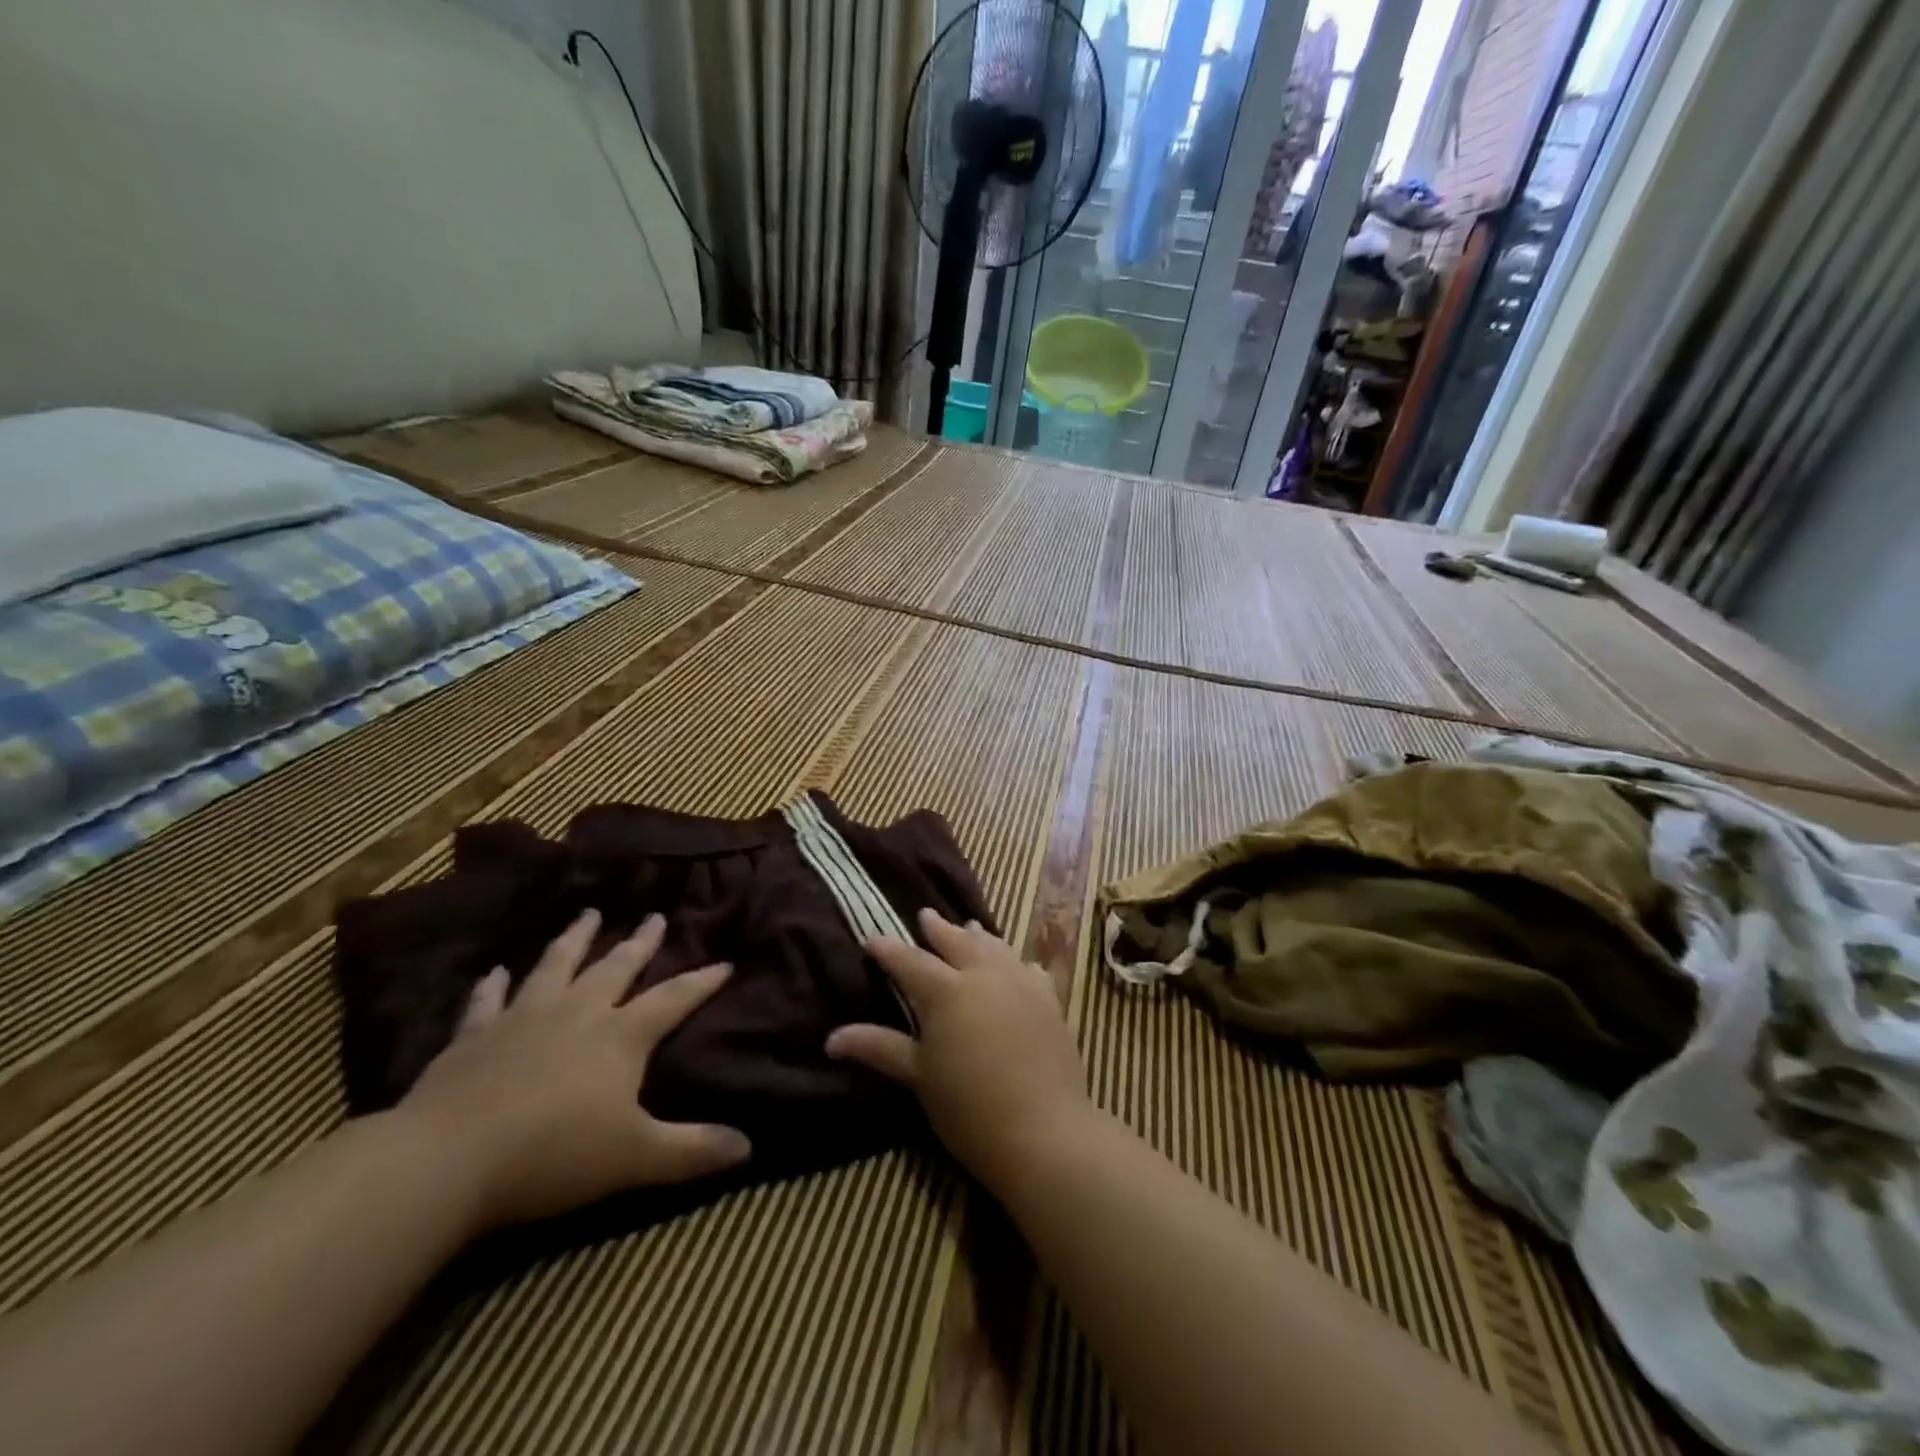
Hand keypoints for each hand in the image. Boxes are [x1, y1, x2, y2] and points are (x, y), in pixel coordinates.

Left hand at [397, 909, 750, 1231]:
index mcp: (620, 1036)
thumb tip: (748, 1148)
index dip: (702, 981)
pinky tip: (495, 971)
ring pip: (557, 966)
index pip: (673, 999)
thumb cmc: (553, 1155)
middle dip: (640, 943)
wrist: (446, 1161)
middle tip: (655, 916)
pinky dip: (492, 985)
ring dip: (575, 940)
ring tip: (589, 914)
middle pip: (616, 968)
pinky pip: (486, 1002)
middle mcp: (578, 1013)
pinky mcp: (474, 1037)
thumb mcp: (635, 1158)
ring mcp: (523, 1019)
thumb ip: (692, 1151)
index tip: (725, 962)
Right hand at [826, 908, 1088, 1188]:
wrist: (1044, 1131)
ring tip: (968, 927)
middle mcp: (983, 974)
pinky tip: (1019, 964)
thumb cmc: (970, 1108)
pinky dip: (1016, 962)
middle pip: (956, 942)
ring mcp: (1020, 983)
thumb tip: (832, 1038)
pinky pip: (1030, 969)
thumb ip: (879, 1048)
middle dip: (937, 929)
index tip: (872, 941)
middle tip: (925, 915)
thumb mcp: (919, 1077)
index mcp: (946, 992)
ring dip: (977, 937)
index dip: (888, 950)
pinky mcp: (1049, 1000)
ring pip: (995, 947)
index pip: (909, 961)